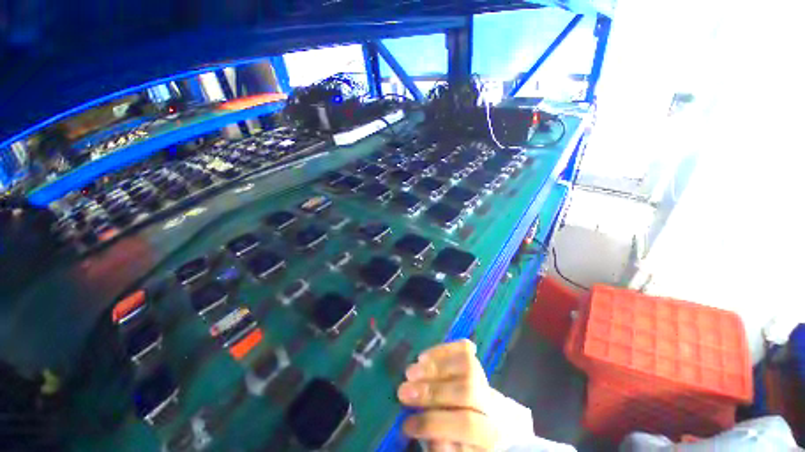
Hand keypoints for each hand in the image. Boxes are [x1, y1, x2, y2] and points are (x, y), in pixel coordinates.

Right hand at [397, 339, 497, 450]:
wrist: (486, 420)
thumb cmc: (465, 441)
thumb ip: (446, 447)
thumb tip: (433, 436)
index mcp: (490, 432)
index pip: (467, 424)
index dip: (435, 423)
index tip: (406, 424)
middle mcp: (492, 402)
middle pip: (466, 390)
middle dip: (431, 391)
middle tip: (403, 392)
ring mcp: (484, 377)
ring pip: (465, 365)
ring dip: (434, 367)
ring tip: (409, 373)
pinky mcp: (475, 360)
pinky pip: (463, 348)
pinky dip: (442, 349)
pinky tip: (423, 357)